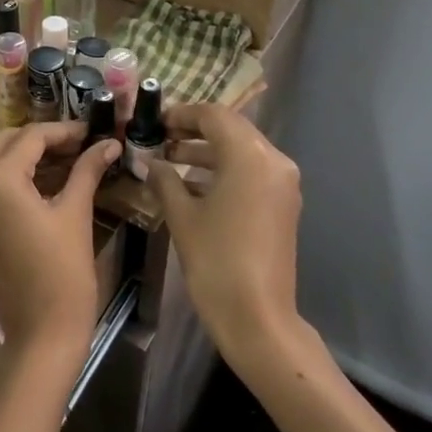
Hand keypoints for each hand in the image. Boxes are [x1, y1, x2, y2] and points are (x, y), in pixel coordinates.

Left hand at [0, 121, 120, 355]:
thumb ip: (88, 170)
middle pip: (7, 142)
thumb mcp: (75, 213)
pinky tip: (47, 182)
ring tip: (69, 160)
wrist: (42, 331)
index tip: (92, 132)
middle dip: (42, 139)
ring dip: (28, 156)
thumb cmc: (63, 271)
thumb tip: (110, 143)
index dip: (64, 130)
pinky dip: (15, 176)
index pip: (31, 136)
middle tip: (79, 145)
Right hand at [144, 102, 302, 367]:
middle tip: (160, 138)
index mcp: (250, 156)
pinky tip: (191, 185)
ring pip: (241, 151)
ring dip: (207, 152)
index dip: (182, 114)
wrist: (257, 318)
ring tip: (169, 160)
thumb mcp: (182, 215)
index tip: (156, 122)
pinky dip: (223, 171)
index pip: (214, 116)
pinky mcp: (282, 205)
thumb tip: (150, 162)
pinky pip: (250, 173)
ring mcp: (282, 184)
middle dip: (194, 131)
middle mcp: (274, 161)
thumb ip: (165, 179)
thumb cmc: (216, 260)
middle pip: (231, 130)